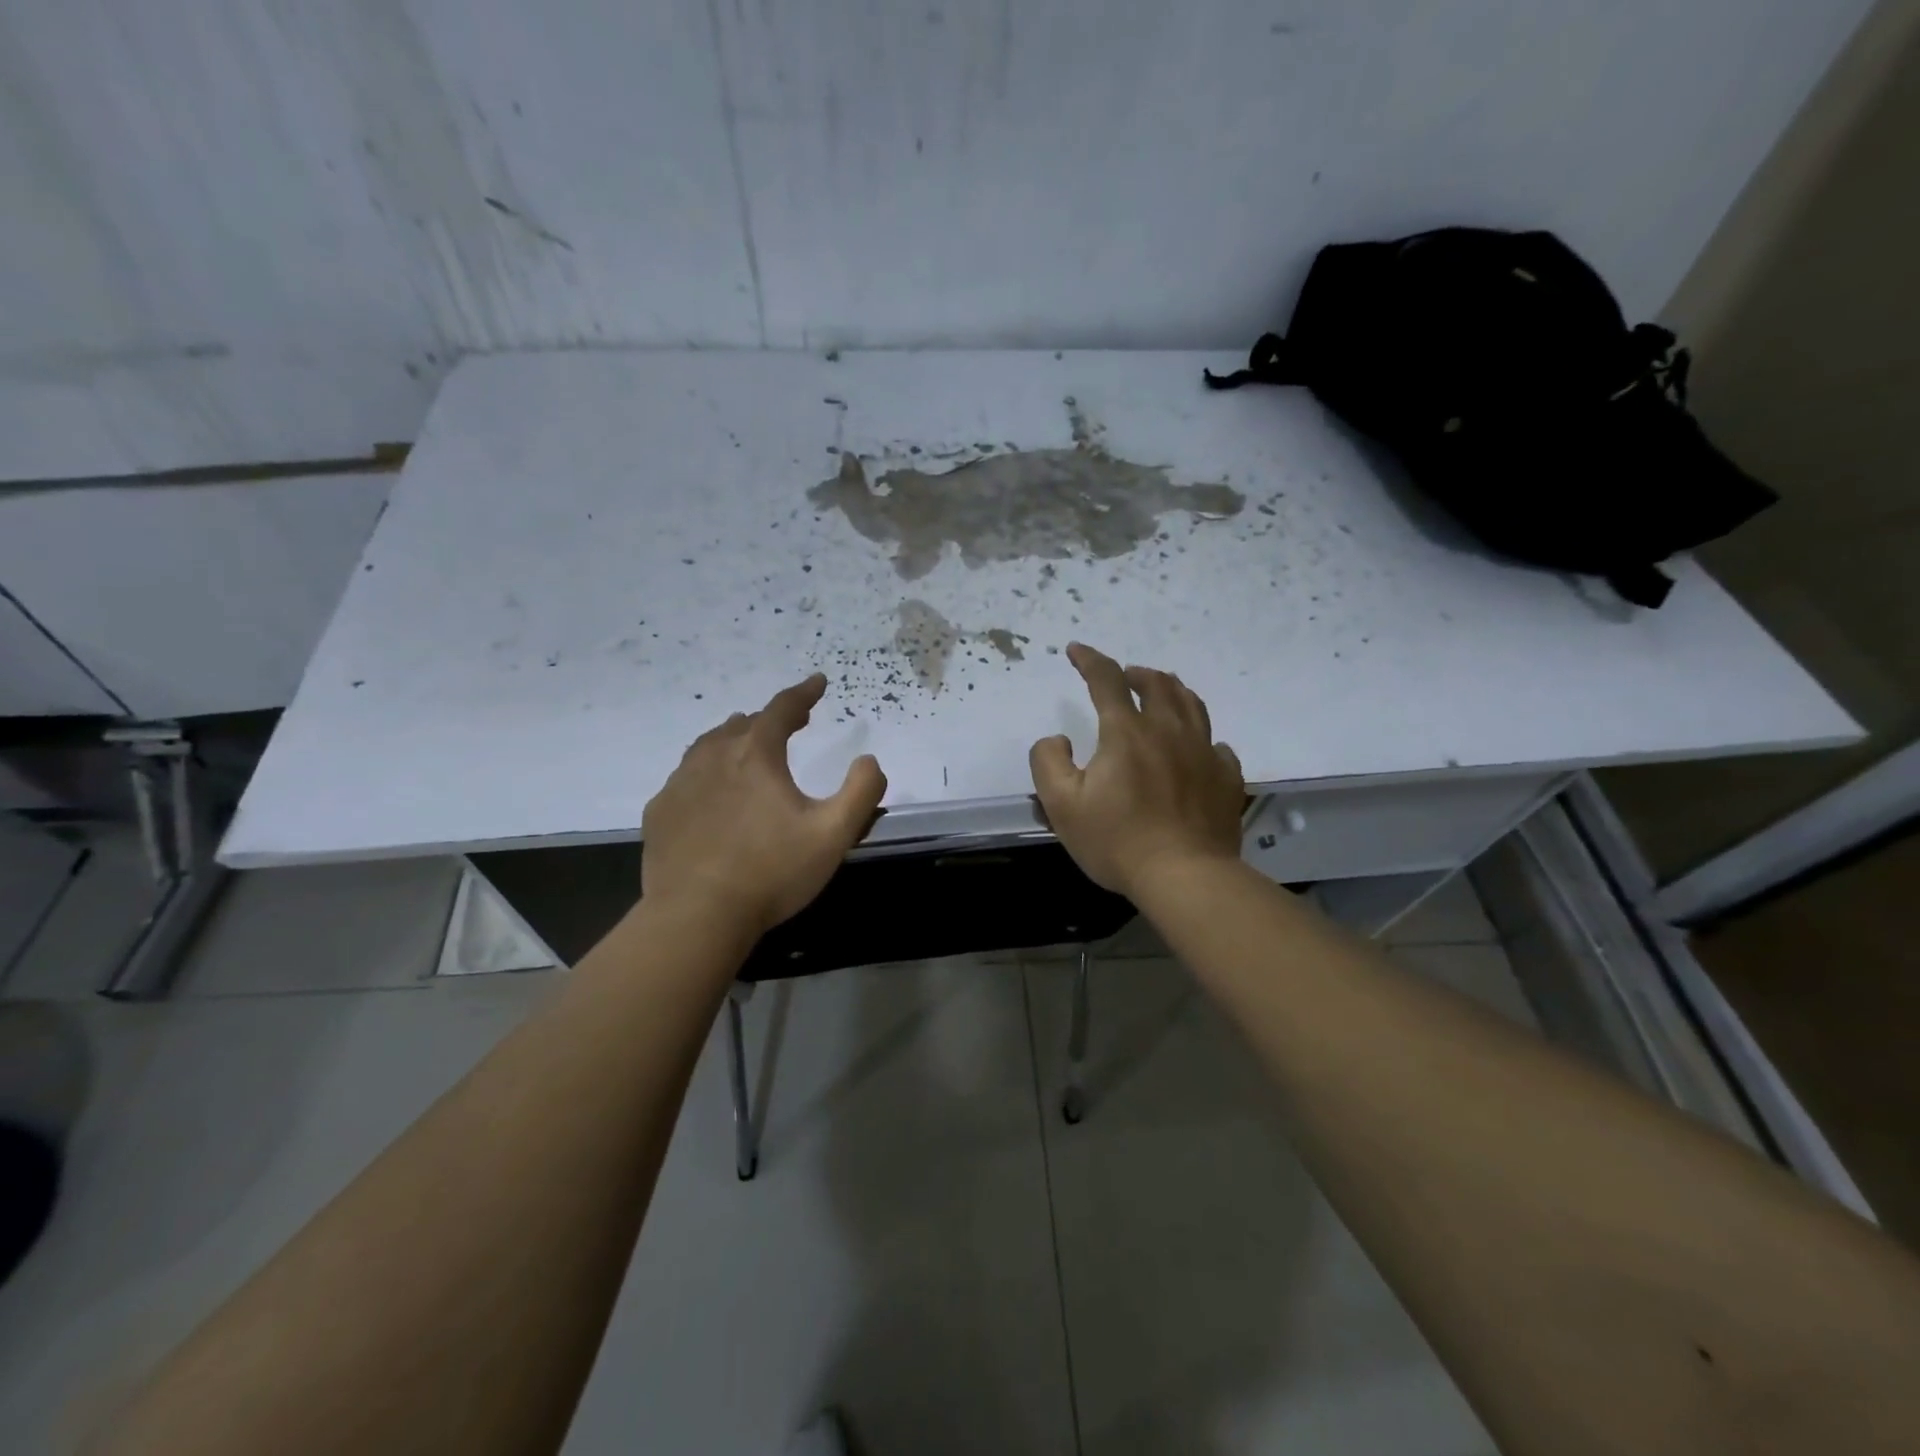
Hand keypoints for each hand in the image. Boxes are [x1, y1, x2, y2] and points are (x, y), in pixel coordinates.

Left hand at [642, 675, 886, 936]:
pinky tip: (709, 793)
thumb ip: (861, 792)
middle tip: (791, 723)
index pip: (782, 709)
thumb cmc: (771, 872)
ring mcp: (680, 785)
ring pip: (708, 746)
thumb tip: (869, 761)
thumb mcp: (833, 835)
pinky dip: (705, 773)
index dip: (803, 693)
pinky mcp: (660, 813)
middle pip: (742, 724)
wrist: (696, 916)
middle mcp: (713, 758)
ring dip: (733, 739)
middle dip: (769, 719)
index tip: (818, 682)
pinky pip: (685, 778)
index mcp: (756, 755)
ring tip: (746, 746)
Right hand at [1030, 643, 1243, 898]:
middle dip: (1136, 673)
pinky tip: (1195, 746)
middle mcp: (1169, 731)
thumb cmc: (1117, 841)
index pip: (1107, 679)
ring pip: (1192, 705)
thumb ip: (1048, 762)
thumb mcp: (1061, 805)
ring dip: (1171, 690)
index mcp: (1127, 732)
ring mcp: (1204, 753)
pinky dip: (1199, 736)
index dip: (1089, 659)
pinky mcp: (1225, 778)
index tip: (1076, 651)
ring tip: (1161, 692)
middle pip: (1158, 684)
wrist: (1185, 876)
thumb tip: (1057, 739)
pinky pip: (1216, 744)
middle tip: (1124, 676)